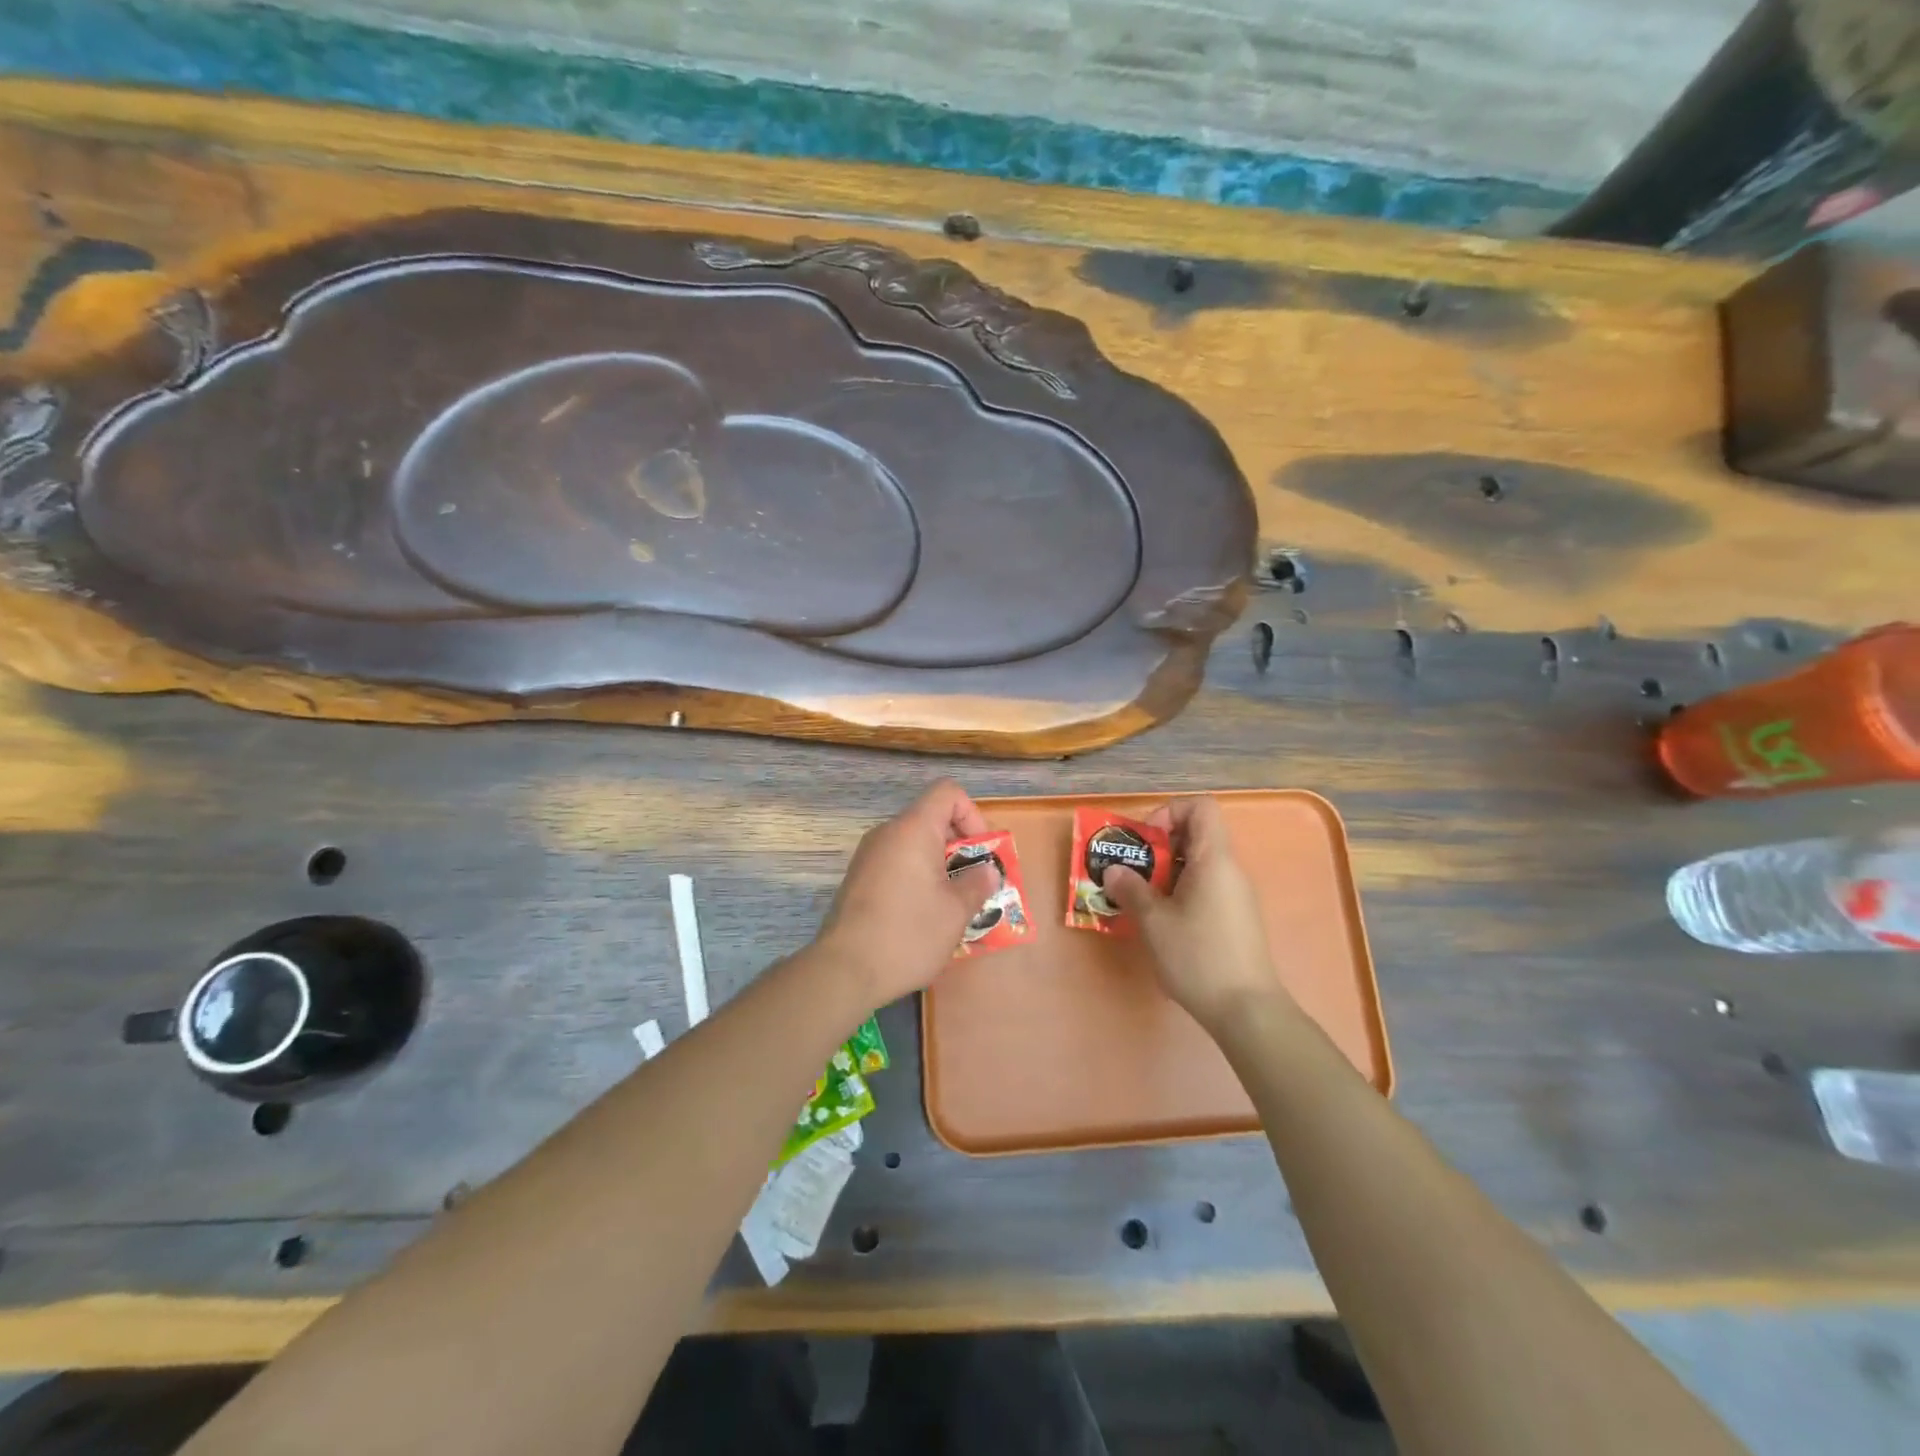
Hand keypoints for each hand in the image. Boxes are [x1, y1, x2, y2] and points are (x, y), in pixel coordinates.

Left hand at [816, 778, 999, 1006]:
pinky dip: (917, 878)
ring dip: (939, 866)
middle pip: (931, 819)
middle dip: (960, 847)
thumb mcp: (956, 911)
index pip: (947, 792)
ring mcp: (868, 856)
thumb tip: (986, 871)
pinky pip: (897, 864)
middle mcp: (887, 833)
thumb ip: (977, 883)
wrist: (844, 970)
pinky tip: (924, 915)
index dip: (972, 814)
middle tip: (974, 884)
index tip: (980, 853)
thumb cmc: (908, 933)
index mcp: (913, 829)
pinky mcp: (858, 879)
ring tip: (953, 904)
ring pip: (914, 845)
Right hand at [1099, 797, 1292, 1031]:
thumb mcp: (1154, 922)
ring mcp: (1235, 894)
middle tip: (1132, 871)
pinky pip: (1205, 886)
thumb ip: (1132, 889)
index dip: (1169, 812)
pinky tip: (1162, 921)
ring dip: (1165, 871)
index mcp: (1214, 859)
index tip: (1146, 841)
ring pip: (1198, 863)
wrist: (1246, 1009)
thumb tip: (1114, 870)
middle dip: (1158, 846)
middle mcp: (1229, 869)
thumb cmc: (1198, 956)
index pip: (1200, 807)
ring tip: (1140, 897)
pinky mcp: (1235, 917)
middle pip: (1196, 833)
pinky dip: (1180, 891)